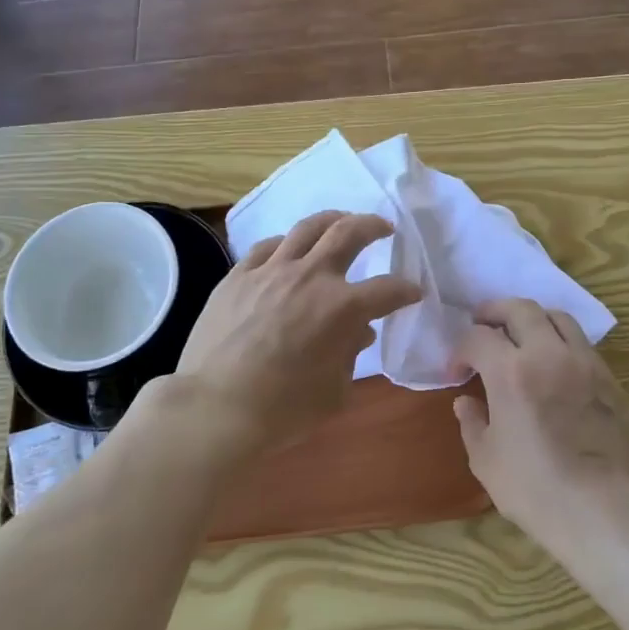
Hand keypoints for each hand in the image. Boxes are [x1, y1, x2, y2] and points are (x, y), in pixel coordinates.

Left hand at [173, 211, 420, 456]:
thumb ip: (350, 355)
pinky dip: (286, 244)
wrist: (215, 407)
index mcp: (342, 308)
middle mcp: (310, 277)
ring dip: (332, 219)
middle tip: (384, 228)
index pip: (387, 290)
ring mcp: (271, 271)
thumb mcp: (334, 391)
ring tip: (341, 220)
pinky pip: (267, 247)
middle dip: (373, 226)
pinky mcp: (238, 275)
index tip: (413, 293)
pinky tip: (288, 248)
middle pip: (349, 233)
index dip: (406, 290)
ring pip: (307, 228)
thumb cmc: (283, 410)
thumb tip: (358, 333)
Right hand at [454, 298, 628, 553]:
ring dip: (534, 320)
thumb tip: (466, 402)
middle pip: (520, 308)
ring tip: (522, 337)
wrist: (602, 510)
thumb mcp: (486, 460)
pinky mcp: (611, 381)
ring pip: (558, 318)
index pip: (478, 337)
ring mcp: (585, 364)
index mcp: (510, 371)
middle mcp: (549, 354)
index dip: (461, 350)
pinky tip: (556, 368)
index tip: (457, 372)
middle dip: (495, 312)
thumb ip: (472, 422)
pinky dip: (562, 345)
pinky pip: (583, 346)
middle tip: (483, 325)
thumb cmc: (534, 488)